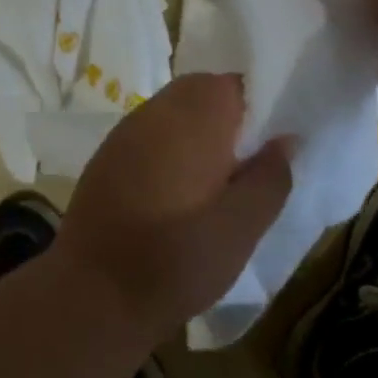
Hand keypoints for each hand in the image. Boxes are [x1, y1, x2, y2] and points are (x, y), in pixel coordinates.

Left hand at [57, 74, 293, 341]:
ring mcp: (125, 131)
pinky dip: (169, 151)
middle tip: (247, 168)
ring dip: (198, 135)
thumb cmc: (177, 259)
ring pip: (174, 113)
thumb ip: (270, 177)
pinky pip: (150, 136)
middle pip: (202, 93)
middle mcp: (156, 110)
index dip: (259, 109)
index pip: (235, 84)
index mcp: (194, 116)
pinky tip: (176, 195)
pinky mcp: (107, 156)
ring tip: (215, 185)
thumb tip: (285, 139)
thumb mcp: (242, 227)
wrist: (92, 294)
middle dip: (229, 121)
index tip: (270, 146)